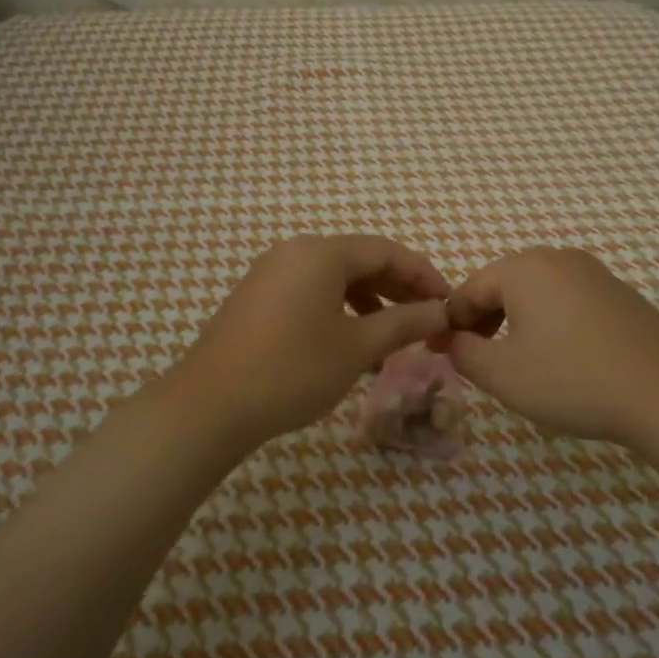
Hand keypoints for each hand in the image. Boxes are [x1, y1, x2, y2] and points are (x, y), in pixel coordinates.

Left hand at [162, 235, 451, 451]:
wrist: (209, 406)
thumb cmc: (291, 370)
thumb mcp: (356, 348)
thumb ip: (403, 323)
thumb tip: (441, 312)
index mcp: (320, 253)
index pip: (386, 251)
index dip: (423, 275)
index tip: (449, 304)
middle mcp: (294, 252)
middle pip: (359, 260)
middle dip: (398, 289)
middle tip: (427, 321)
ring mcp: (270, 274)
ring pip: (334, 279)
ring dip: (369, 303)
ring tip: (392, 337)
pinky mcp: (256, 299)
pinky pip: (310, 293)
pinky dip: (338, 311)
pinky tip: (350, 344)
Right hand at [445, 247, 658, 451]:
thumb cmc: (572, 380)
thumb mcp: (502, 374)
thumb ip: (463, 353)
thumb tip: (451, 340)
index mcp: (524, 268)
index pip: (469, 290)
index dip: (452, 323)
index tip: (445, 355)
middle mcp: (557, 258)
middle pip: (503, 285)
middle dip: (485, 321)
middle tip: (480, 361)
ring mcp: (593, 272)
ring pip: (536, 292)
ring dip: (517, 322)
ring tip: (518, 363)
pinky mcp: (618, 293)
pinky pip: (567, 300)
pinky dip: (551, 322)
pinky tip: (561, 358)